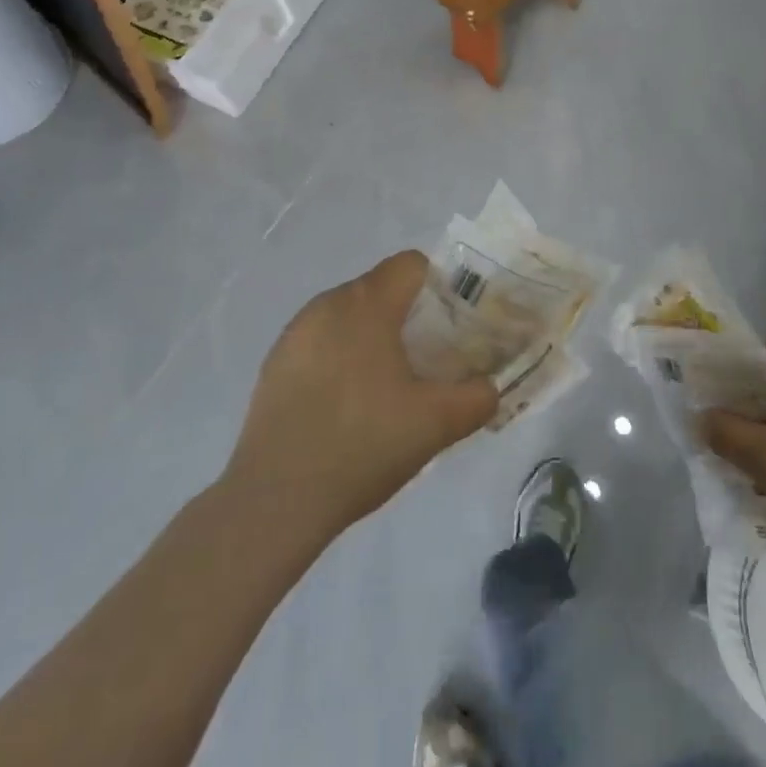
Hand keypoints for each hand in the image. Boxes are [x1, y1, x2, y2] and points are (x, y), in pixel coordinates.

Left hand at [221, 251, 496, 546]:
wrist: (275, 501)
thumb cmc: (363, 445)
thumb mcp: (436, 424)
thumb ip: (478, 397)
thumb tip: (491, 387)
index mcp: (366, 304)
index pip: (411, 265)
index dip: (440, 287)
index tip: (452, 328)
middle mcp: (327, 305)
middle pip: (381, 289)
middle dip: (409, 316)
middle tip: (429, 362)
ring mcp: (295, 334)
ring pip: (349, 316)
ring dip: (373, 337)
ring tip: (388, 388)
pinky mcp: (274, 364)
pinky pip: (321, 342)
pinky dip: (341, 358)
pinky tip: (346, 407)